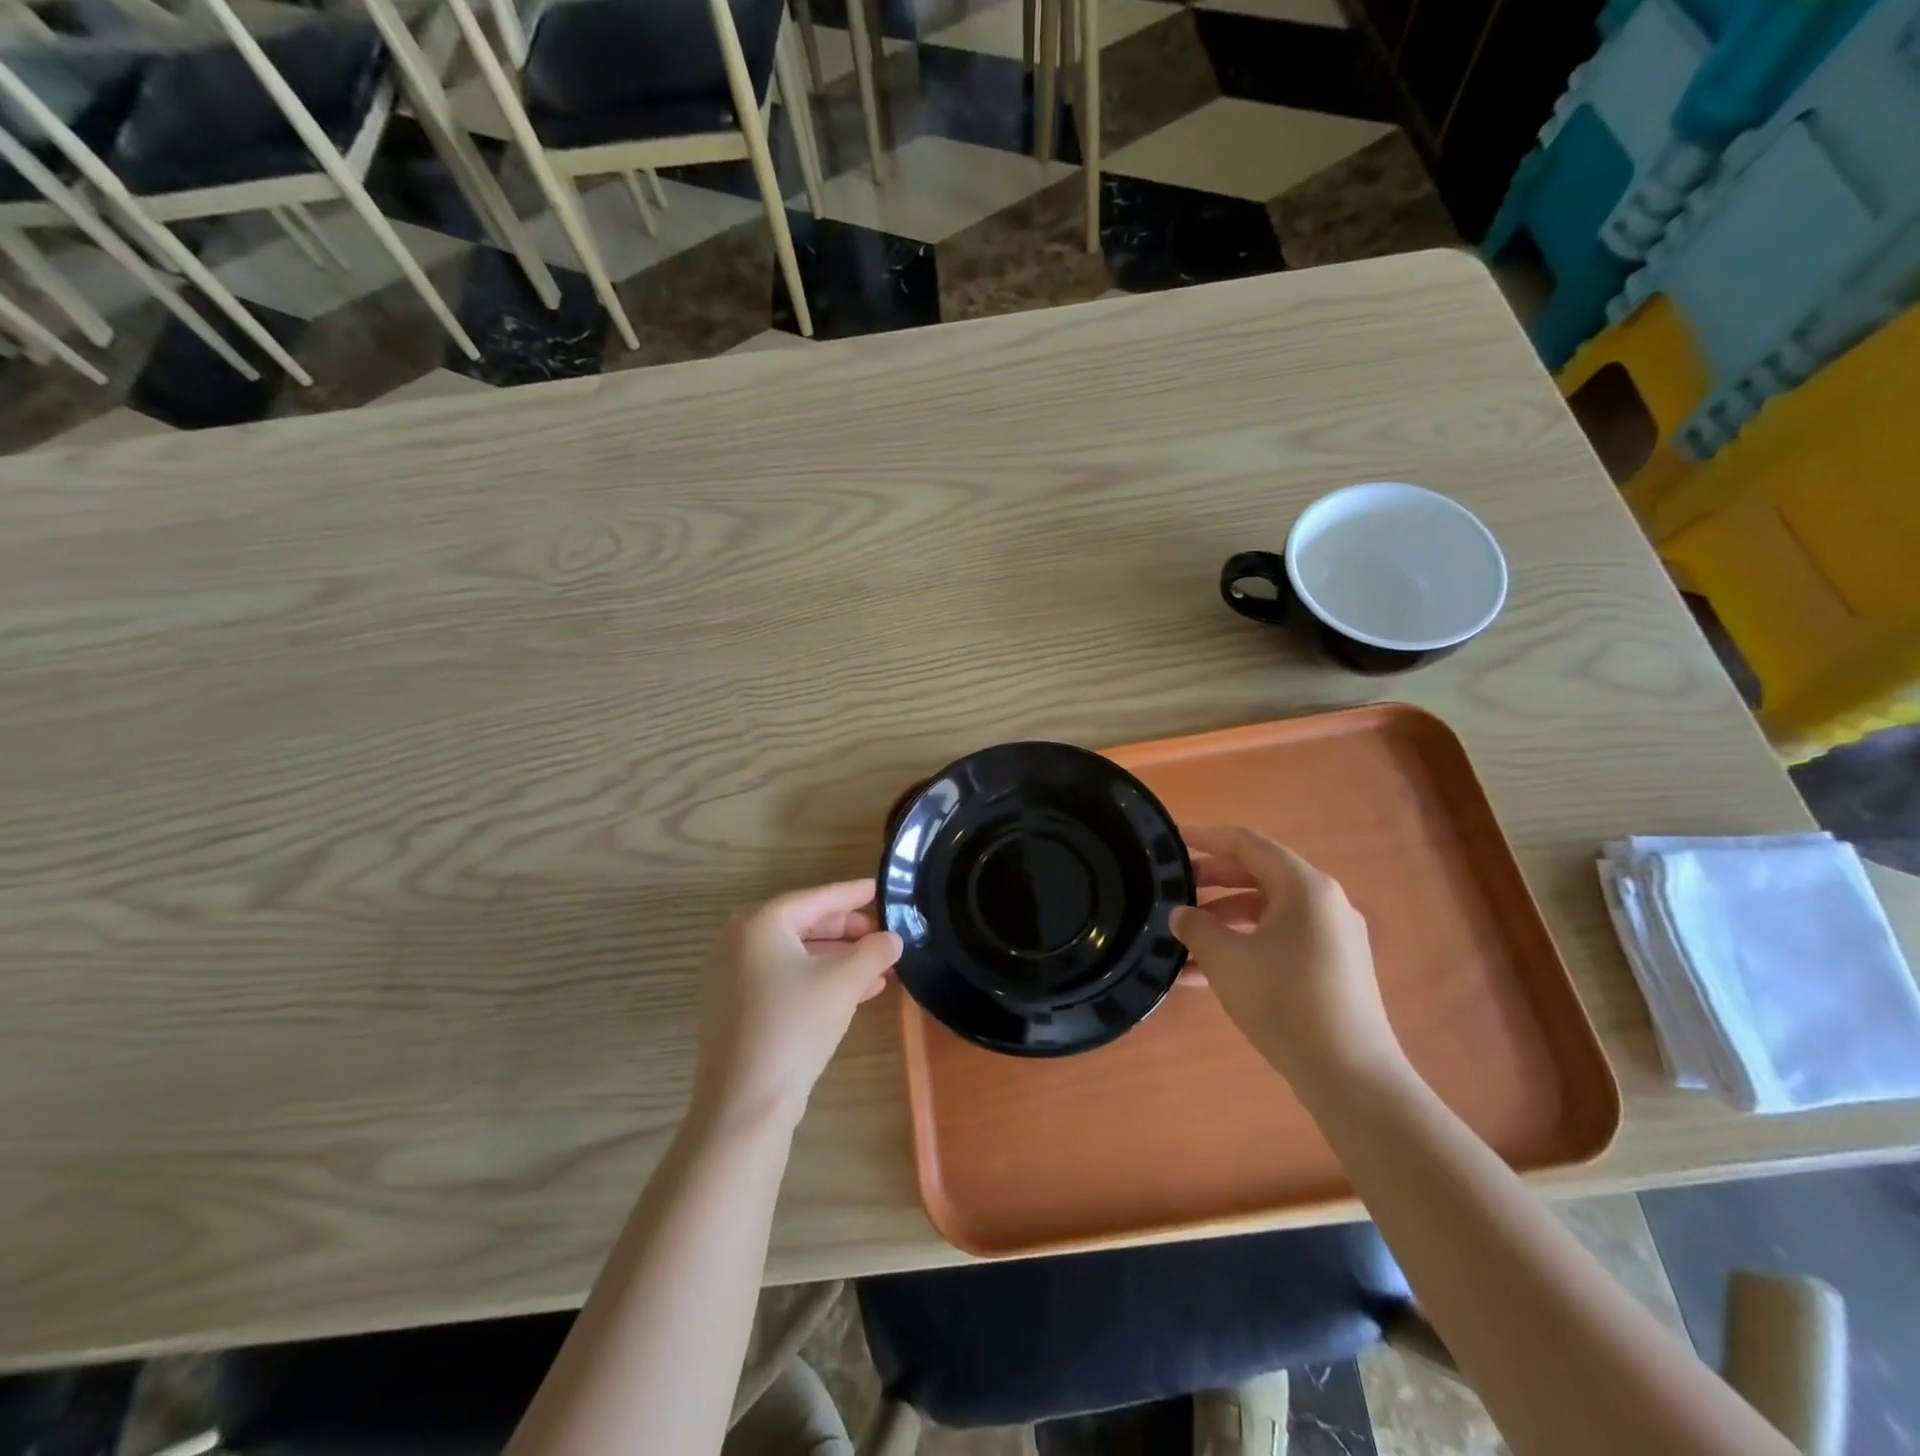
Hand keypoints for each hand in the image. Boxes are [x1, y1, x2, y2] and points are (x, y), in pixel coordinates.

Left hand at [691, 879, 901, 1133]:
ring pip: (797, 956)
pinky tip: (858, 992)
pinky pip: (786, 979)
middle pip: (804, 925)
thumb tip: (892, 939)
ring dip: (839, 959)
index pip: (815, 899)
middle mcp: (740, 943)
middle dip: (847, 930)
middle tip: (881, 931)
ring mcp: (735, 978)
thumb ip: (873, 952)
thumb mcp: (843, 982)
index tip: (879, 888)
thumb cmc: (794, 1024)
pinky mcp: (739, 1009)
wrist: (746, 1102)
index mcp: (760, 924)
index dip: (852, 894)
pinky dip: (819, 980)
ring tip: (879, 965)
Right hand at [1170, 826, 1405, 1093]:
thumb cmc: (1284, 1002)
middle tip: (1172, 890)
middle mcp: (1324, 902)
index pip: (1248, 844)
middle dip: (1211, 882)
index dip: (1206, 838)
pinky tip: (1205, 976)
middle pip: (1258, 875)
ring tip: (1181, 940)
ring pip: (1267, 912)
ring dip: (1223, 921)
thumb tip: (1180, 915)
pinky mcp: (1333, 968)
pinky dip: (1245, 946)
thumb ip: (1196, 928)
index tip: (1172, 838)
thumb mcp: (1226, 960)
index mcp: (1304, 887)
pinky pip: (1280, 940)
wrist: (1350, 1076)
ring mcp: (1332, 936)